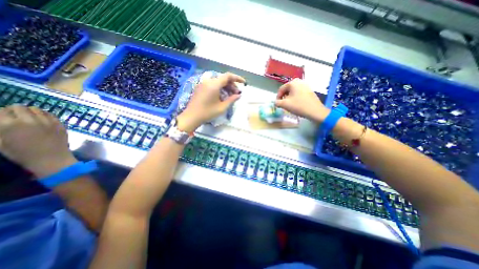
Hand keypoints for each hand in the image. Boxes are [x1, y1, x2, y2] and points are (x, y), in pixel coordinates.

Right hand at [0, 105, 75, 177]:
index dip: (2, 113)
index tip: (3, 117)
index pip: (1, 110)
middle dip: (15, 111)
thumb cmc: (23, 153)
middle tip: (16, 117)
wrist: (51, 158)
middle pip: (19, 107)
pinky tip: (42, 120)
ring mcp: (47, 121)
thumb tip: (3, 121)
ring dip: (31, 112)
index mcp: (9, 125)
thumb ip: (0, 129)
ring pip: (36, 109)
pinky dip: (45, 115)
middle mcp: (29, 120)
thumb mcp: (0, 142)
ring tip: (30, 118)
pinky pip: (51, 114)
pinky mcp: (59, 124)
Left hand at [176, 71, 243, 130]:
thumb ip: (231, 99)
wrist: (191, 116)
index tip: (243, 83)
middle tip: (237, 94)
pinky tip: (222, 95)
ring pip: (218, 81)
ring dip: (226, 87)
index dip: (237, 78)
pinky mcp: (200, 87)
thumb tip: (238, 95)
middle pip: (223, 79)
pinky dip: (219, 88)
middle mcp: (208, 81)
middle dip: (232, 85)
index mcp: (214, 85)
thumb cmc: (208, 113)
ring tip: (231, 95)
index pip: (228, 76)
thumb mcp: (222, 107)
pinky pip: (212, 84)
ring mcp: (203, 83)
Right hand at [276, 79, 331, 122]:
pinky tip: (296, 104)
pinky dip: (295, 97)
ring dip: (289, 98)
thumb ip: (277, 102)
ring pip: (293, 92)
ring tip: (289, 105)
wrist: (315, 111)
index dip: (277, 97)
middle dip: (284, 97)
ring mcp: (305, 85)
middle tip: (283, 105)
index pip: (281, 89)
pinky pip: (299, 93)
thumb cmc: (298, 106)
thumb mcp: (284, 104)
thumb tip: (275, 102)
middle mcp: (299, 81)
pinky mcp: (309, 90)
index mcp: (292, 83)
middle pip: (287, 90)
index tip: (277, 104)